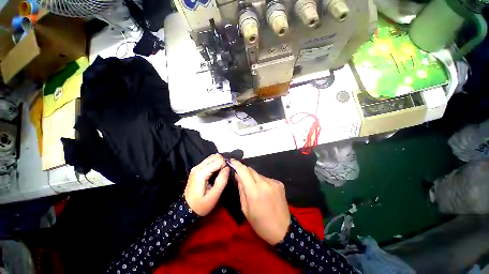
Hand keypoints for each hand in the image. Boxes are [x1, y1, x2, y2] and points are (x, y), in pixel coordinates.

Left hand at [184, 154, 229, 215]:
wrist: (186, 210)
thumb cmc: (201, 205)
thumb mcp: (214, 196)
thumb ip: (222, 181)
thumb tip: (227, 168)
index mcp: (201, 173)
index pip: (218, 160)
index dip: (224, 166)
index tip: (225, 176)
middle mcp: (198, 167)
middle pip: (215, 156)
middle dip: (222, 163)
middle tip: (223, 174)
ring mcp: (196, 167)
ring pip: (212, 157)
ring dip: (219, 163)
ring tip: (220, 173)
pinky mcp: (197, 169)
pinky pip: (209, 161)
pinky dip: (215, 164)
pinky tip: (216, 172)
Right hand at [231, 159, 290, 244]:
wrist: (283, 230)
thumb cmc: (260, 223)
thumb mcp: (246, 209)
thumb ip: (241, 190)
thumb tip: (238, 175)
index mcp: (254, 191)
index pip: (243, 171)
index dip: (237, 164)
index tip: (231, 160)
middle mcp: (265, 183)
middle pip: (251, 170)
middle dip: (244, 171)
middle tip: (240, 176)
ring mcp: (273, 182)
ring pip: (258, 174)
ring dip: (253, 178)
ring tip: (254, 188)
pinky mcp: (279, 183)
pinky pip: (266, 178)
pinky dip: (262, 182)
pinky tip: (263, 191)